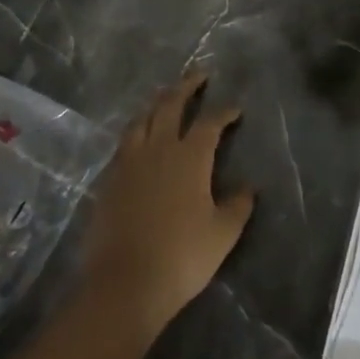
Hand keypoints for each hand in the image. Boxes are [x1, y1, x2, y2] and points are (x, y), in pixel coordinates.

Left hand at [83, 72, 255, 334]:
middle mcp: (158, 148)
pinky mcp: (110, 178)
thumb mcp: (222, 234)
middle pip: (170, 105)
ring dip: (157, 102)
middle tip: (198, 74)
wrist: (124, 283)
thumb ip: (238, 205)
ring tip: (166, 97)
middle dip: (186, 86)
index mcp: (190, 156)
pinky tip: (140, 136)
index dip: (224, 112)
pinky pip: (126, 141)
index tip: (235, 108)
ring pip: (143, 118)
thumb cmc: (181, 257)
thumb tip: (250, 187)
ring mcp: (129, 161)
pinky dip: (138, 128)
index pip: (210, 122)